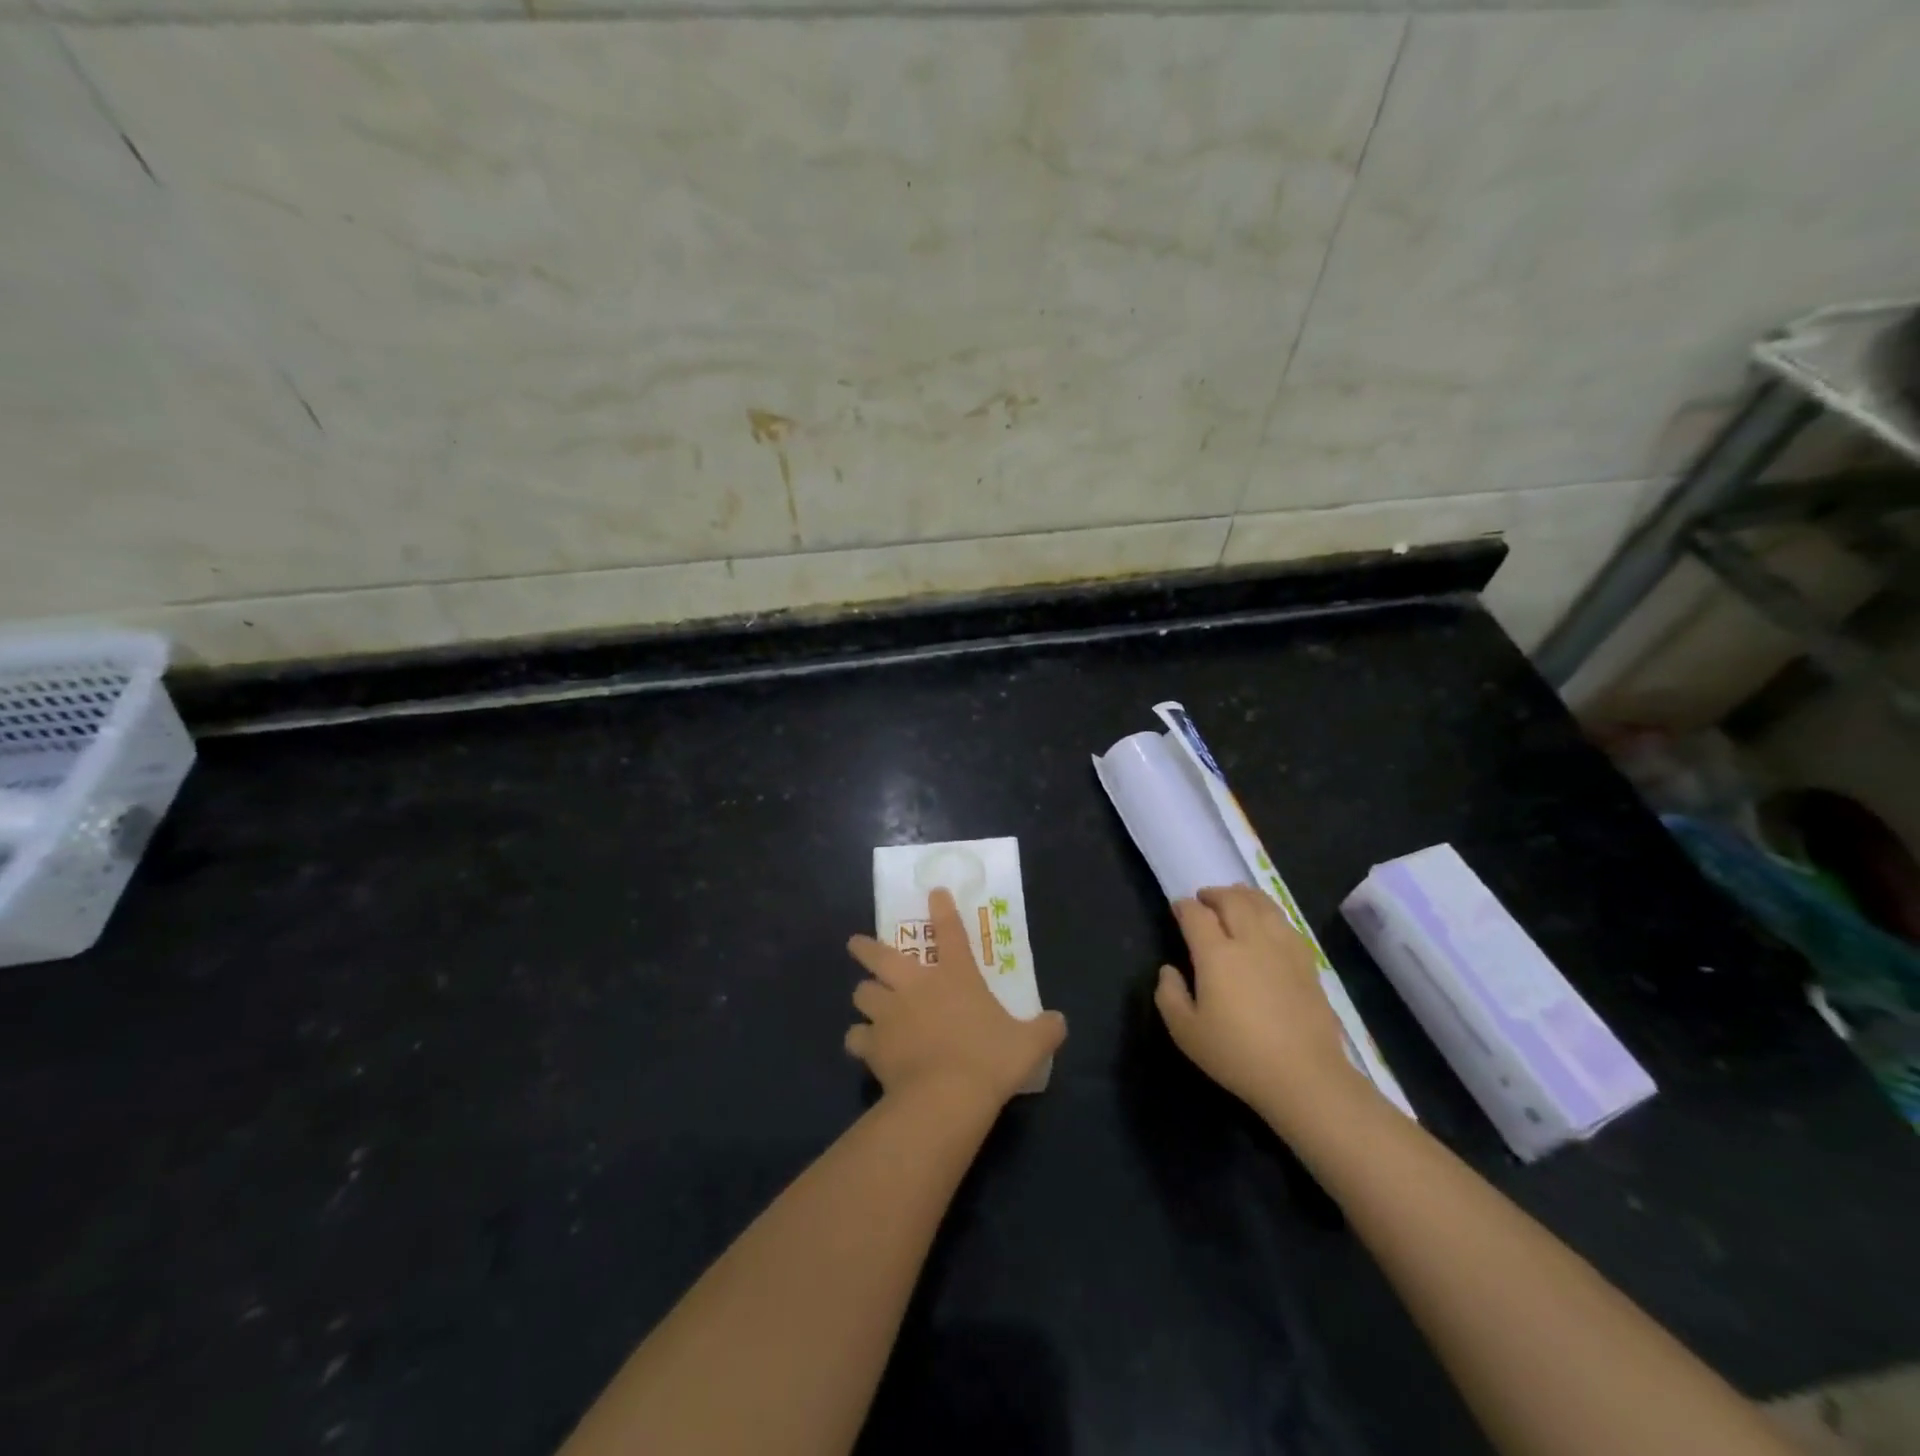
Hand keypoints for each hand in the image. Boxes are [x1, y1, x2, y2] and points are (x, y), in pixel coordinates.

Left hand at [846, 889, 1066, 1111]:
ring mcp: (889, 1014)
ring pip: (862, 993)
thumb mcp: (1029, 1044)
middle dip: (866, 948)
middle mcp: (915, 986)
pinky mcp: (873, 1044)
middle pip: (881, 956)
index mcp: (955, 976)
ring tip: (866, 999)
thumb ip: (1045, 1029)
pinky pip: (856, 1036)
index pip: (949, 932)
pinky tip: (862, 1044)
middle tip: (855, 944)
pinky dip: (859, 1039)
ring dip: (864, 994)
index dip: (942, 909)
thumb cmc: (990, 1060)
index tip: (934, 893)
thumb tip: (1060, 1022)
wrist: (947, 1096)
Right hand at [1154, 885, 1370, 1135]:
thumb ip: (1169, 996)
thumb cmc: (1238, 1055)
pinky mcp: (1307, 962)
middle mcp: (1249, 940)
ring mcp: (1282, 948)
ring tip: (1235, 898)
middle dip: (1214, 894)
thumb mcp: (1186, 1033)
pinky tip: (1267, 921)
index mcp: (1216, 954)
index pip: (1196, 915)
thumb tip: (1168, 970)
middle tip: (1204, 899)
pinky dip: (1270, 912)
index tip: (1178, 908)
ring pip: (1262, 905)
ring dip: (1244, 895)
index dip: (1184, 906)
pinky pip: (1285, 922)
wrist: (1304, 1076)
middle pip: (1232, 900)